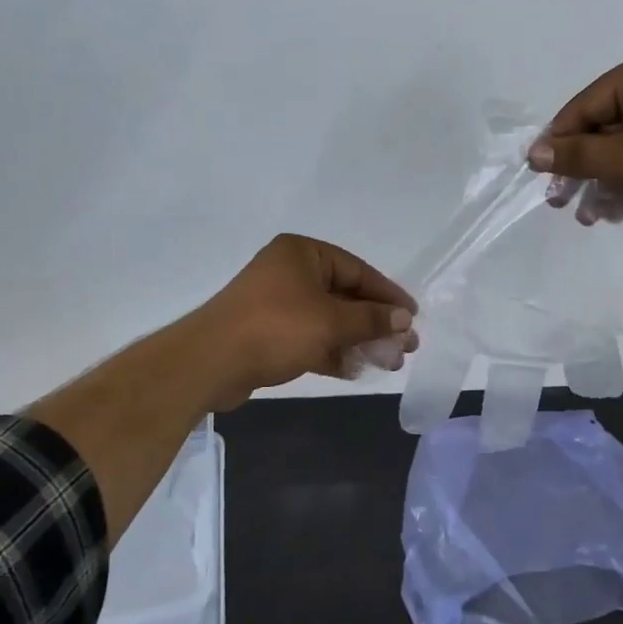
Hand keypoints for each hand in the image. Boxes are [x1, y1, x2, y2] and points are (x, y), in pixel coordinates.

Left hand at [192, 234, 418, 406]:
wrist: (210, 363)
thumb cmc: (276, 328)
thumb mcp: (331, 321)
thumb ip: (371, 319)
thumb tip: (404, 319)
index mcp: (303, 253)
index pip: (358, 270)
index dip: (388, 295)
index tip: (412, 317)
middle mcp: (290, 272)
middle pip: (345, 296)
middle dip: (376, 323)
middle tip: (405, 346)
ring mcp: (278, 304)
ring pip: (329, 320)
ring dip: (358, 340)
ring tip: (389, 362)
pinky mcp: (269, 333)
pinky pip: (311, 338)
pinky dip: (333, 352)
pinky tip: (356, 370)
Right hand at [528, 44, 622, 229]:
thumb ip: (580, 156)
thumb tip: (534, 153)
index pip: (584, 106)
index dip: (558, 142)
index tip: (538, 177)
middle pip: (604, 127)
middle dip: (582, 168)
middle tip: (559, 203)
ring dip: (604, 182)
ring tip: (587, 218)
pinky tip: (613, 212)